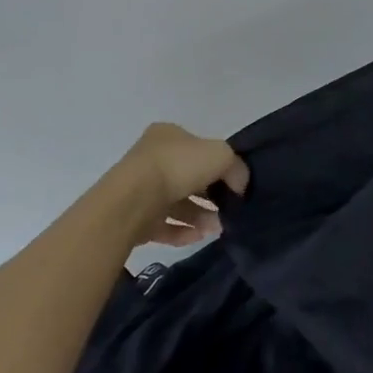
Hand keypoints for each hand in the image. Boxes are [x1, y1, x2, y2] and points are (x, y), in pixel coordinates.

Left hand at [106, 122, 249, 246]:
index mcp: (168, 135)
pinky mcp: (133, 218)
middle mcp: (151, 159)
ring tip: (217, 228)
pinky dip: (182, 232)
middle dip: (210, 194)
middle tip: (228, 208)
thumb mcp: (222, 155)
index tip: (233, 182)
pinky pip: (163, 226)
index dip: (218, 164)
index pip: (198, 147)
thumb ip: (236, 168)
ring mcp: (139, 189)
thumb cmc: (178, 166)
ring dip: (200, 216)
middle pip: (188, 177)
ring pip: (176, 204)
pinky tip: (199, 237)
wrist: (132, 200)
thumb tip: (240, 185)